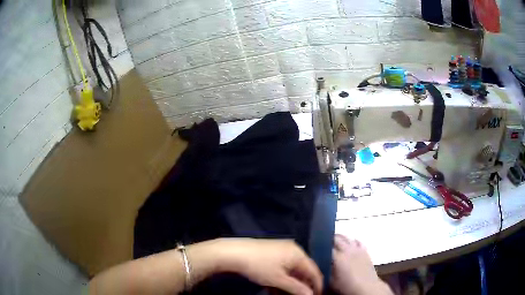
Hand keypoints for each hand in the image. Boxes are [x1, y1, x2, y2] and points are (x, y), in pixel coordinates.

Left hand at [216, 238, 322, 294]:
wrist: (233, 252)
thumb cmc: (258, 266)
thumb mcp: (278, 279)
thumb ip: (297, 288)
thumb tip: (311, 294)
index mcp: (298, 254)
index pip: (314, 271)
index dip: (316, 285)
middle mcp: (293, 250)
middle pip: (303, 271)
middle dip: (301, 285)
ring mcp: (281, 250)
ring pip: (291, 270)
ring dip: (290, 284)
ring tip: (284, 294)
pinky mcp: (272, 252)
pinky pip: (282, 267)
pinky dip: (281, 278)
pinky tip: (275, 288)